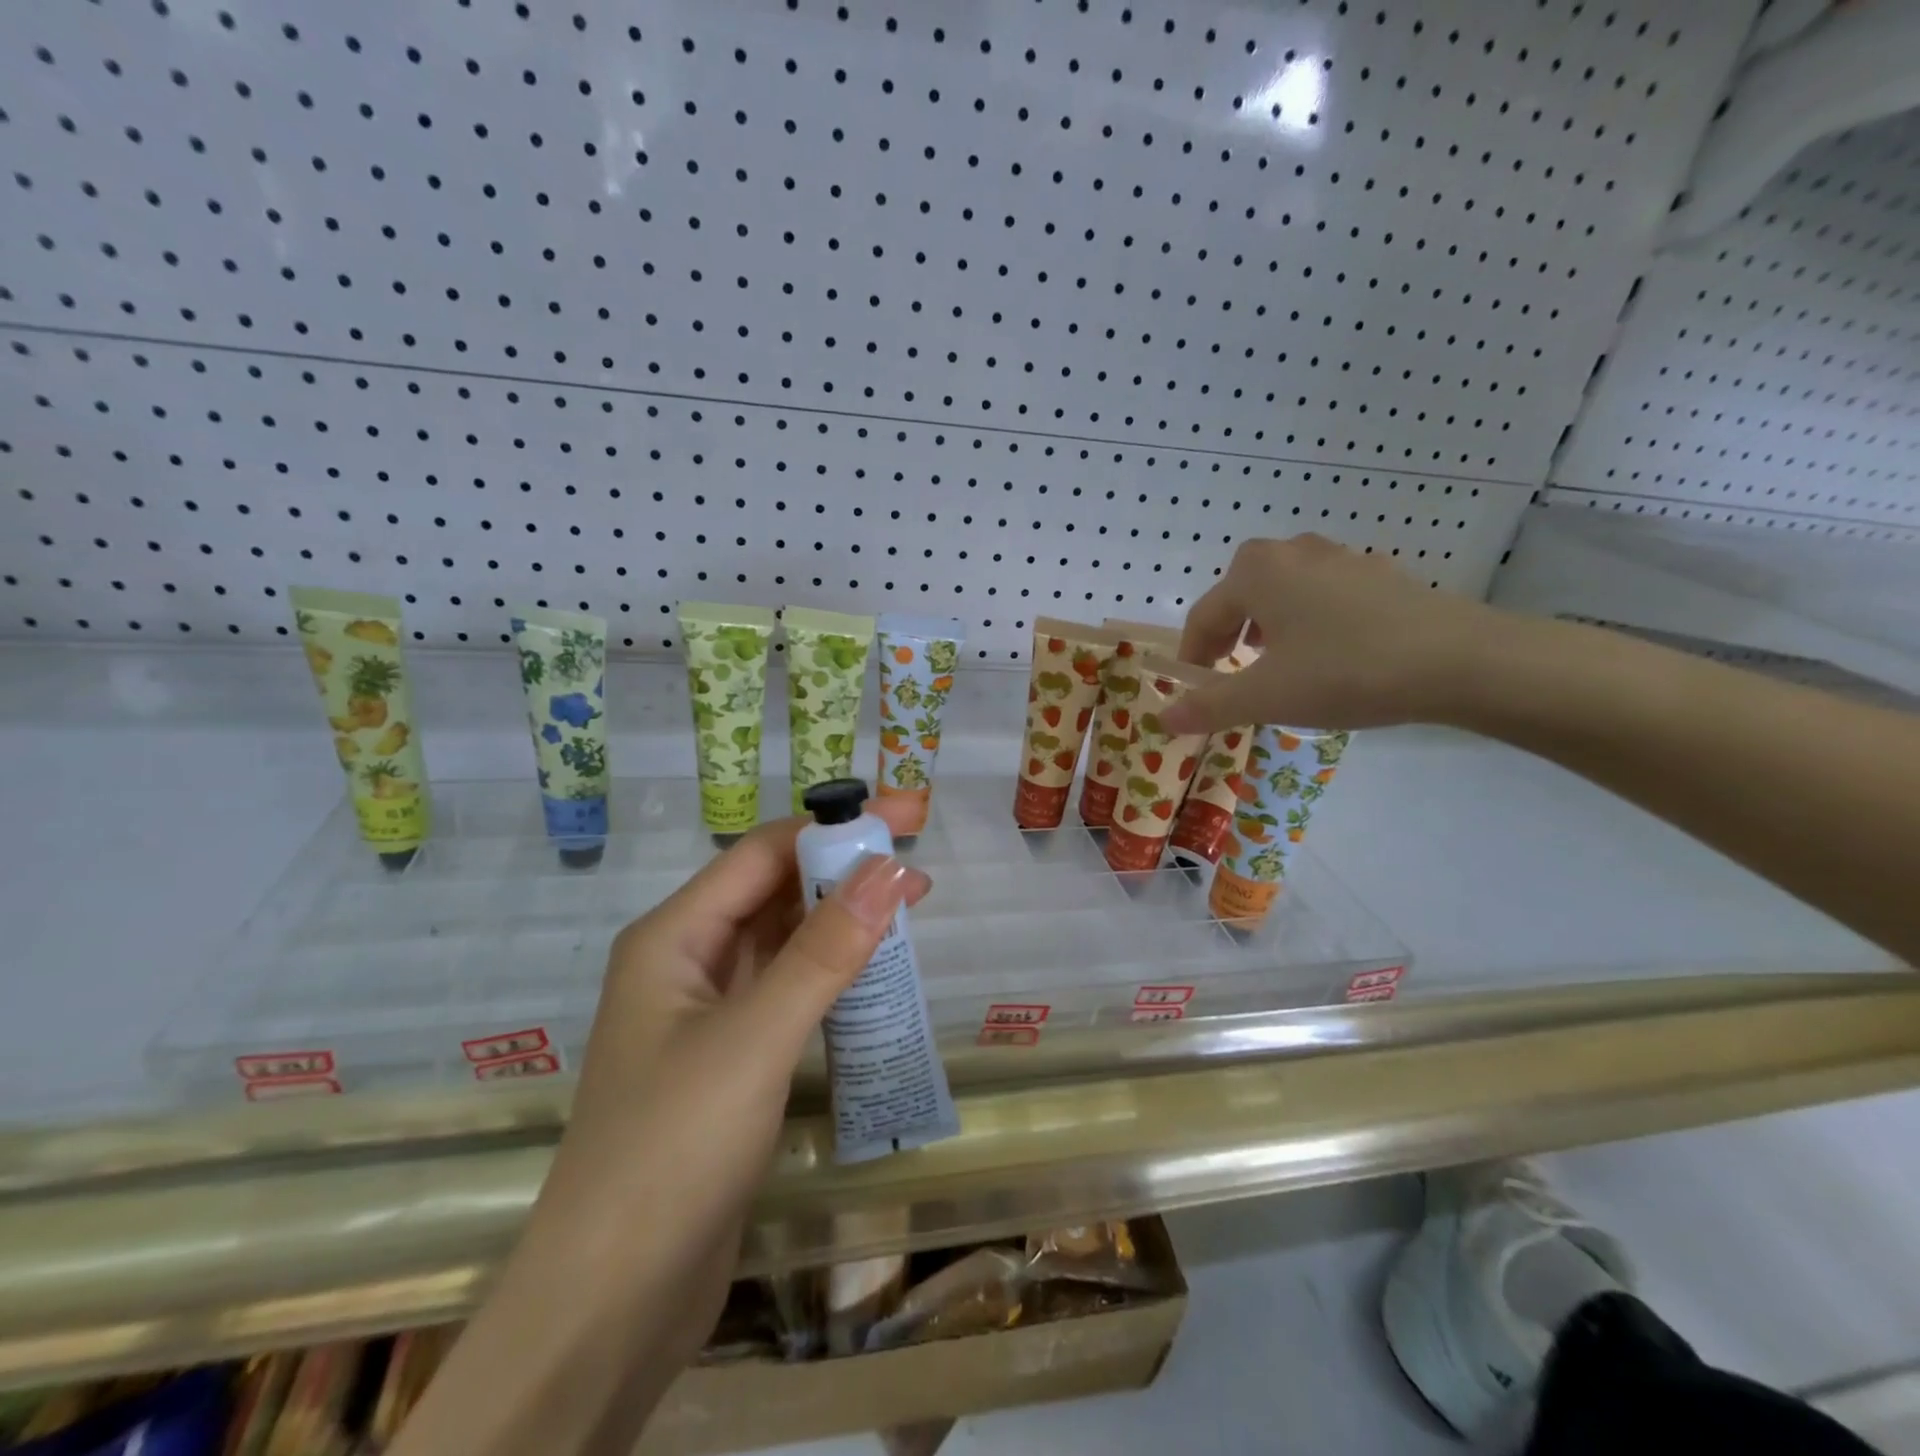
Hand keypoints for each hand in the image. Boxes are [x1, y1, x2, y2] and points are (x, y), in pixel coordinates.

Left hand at [529, 800, 932, 1368]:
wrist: (611, 1304)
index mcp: (673, 936)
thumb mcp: (756, 1038)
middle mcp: (686, 960)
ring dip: (840, 923)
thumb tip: (890, 870)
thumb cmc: (672, 1150)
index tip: (902, 820)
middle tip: (918, 871)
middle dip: (841, 873)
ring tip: (908, 913)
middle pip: (772, 891)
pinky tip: (873, 975)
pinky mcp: (730, 1056)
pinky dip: (830, 973)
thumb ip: (825, 951)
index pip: (761, 854)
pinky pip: (787, 989)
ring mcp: (707, 1011)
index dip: (830, 828)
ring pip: (783, 941)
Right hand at [1162, 534, 1500, 735]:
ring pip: (1282, 593)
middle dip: (1228, 637)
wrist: (1458, 661)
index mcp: (1255, 572)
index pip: (1203, 617)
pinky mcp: (1378, 574)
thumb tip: (1163, 717)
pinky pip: (1322, 596)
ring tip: (1276, 666)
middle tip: (1231, 675)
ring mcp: (1340, 558)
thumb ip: (1208, 705)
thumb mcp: (1266, 697)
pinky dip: (1308, 622)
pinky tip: (1329, 654)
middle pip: (1240, 597)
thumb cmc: (1344, 672)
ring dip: (1267, 628)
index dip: (1192, 658)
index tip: (1193, 692)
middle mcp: (1292, 552)